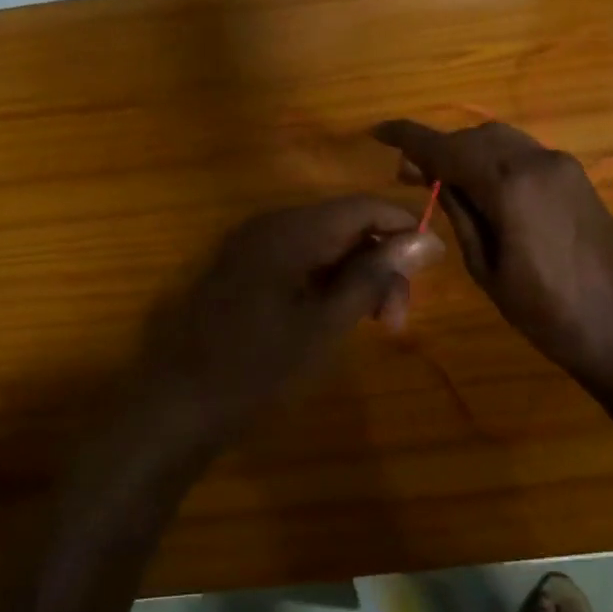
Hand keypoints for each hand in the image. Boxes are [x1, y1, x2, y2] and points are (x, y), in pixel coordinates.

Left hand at [140, 196, 443, 446]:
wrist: (179, 404)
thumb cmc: (258, 369)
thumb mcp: (326, 325)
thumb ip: (375, 276)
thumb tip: (426, 240)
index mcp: (291, 230)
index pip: (364, 206)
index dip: (405, 229)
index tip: (432, 269)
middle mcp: (271, 224)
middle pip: (346, 225)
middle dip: (380, 264)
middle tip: (396, 320)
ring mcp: (253, 245)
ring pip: (325, 245)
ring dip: (356, 277)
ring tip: (373, 325)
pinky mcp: (244, 268)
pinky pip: (300, 259)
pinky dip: (327, 282)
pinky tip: (337, 316)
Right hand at [373, 119, 612, 395]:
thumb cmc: (547, 314)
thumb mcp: (488, 269)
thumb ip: (461, 215)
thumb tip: (438, 180)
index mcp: (511, 185)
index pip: (448, 148)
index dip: (409, 138)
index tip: (378, 132)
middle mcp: (539, 162)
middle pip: (476, 138)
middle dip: (440, 148)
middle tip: (408, 173)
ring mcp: (564, 167)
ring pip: (503, 142)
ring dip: (469, 152)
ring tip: (443, 180)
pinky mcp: (579, 179)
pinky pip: (526, 156)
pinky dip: (497, 161)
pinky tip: (484, 187)